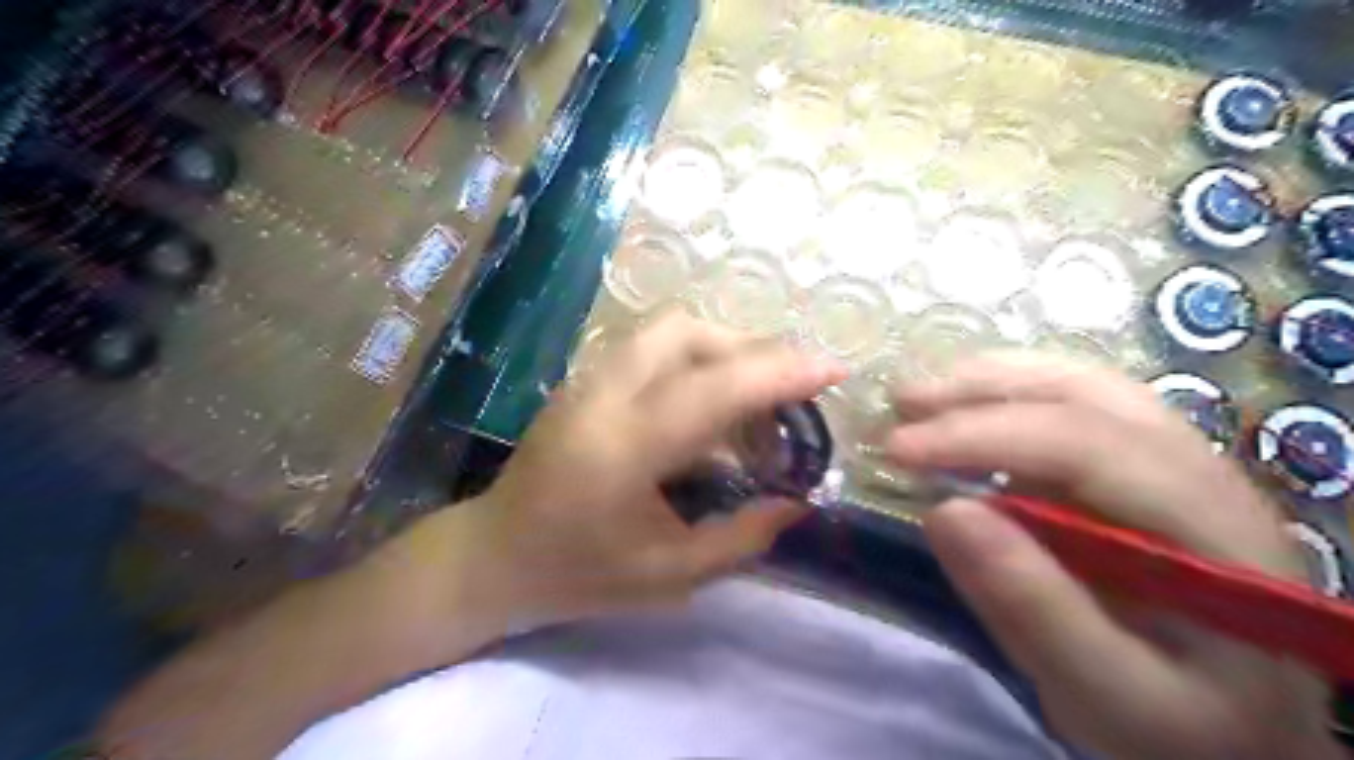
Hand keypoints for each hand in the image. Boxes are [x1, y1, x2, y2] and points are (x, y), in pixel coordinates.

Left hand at [470, 312, 843, 629]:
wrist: (495, 554)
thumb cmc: (579, 574)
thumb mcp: (670, 575)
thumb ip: (743, 537)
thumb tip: (798, 500)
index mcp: (623, 450)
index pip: (711, 390)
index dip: (778, 373)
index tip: (831, 371)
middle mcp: (602, 397)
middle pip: (689, 335)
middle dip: (753, 352)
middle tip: (791, 395)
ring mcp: (587, 380)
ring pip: (670, 332)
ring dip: (725, 352)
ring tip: (754, 403)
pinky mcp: (584, 379)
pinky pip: (652, 348)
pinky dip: (697, 361)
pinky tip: (710, 408)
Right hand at [886, 353, 1336, 759]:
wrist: (1240, 732)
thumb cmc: (1179, 725)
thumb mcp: (1108, 694)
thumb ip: (1033, 607)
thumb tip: (943, 511)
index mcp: (1211, 527)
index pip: (1085, 443)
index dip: (982, 435)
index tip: (898, 450)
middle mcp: (1203, 470)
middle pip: (1085, 393)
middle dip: (980, 392)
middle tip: (900, 405)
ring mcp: (1177, 459)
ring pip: (1081, 384)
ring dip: (992, 380)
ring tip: (922, 395)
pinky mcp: (1143, 464)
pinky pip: (1076, 402)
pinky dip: (1010, 392)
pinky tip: (967, 406)